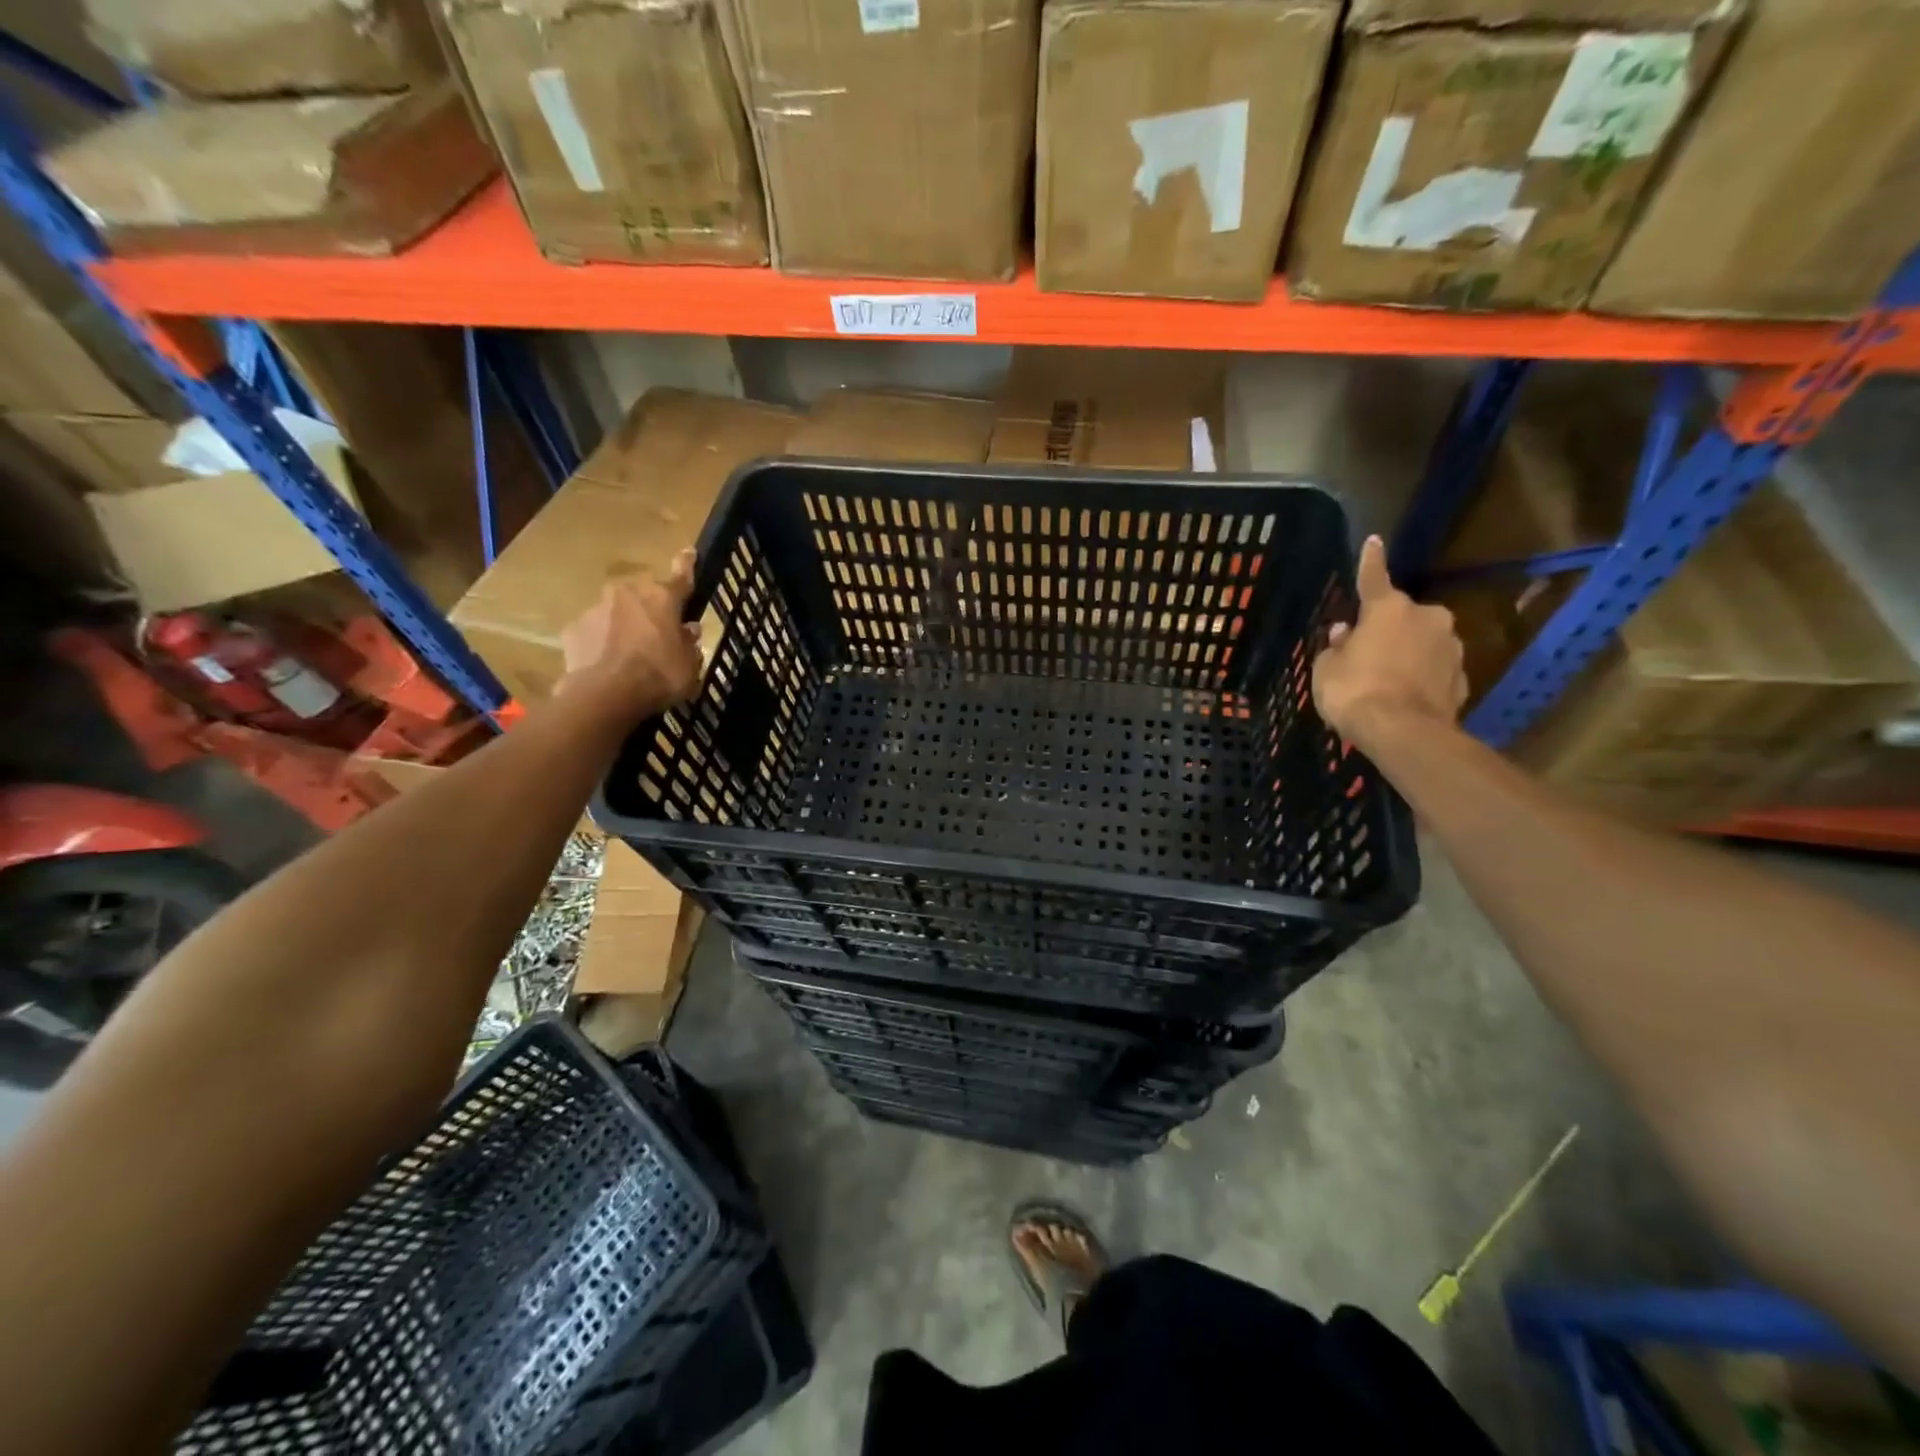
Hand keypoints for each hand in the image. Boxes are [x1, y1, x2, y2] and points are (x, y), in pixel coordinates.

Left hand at [559, 549, 703, 717]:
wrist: (605, 695)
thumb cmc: (658, 677)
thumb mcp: (689, 666)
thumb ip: (688, 645)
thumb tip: (687, 631)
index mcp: (661, 598)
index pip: (680, 577)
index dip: (687, 565)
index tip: (688, 552)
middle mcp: (627, 594)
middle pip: (643, 596)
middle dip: (650, 610)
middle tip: (657, 635)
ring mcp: (595, 609)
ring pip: (615, 613)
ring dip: (623, 627)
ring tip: (628, 657)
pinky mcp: (573, 629)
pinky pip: (593, 632)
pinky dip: (600, 643)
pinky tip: (605, 665)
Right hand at [1312, 535, 1466, 747]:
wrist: (1403, 733)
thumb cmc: (1354, 691)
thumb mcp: (1327, 669)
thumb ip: (1337, 647)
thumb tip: (1345, 635)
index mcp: (1388, 609)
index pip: (1374, 577)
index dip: (1370, 560)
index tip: (1374, 540)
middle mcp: (1427, 618)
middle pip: (1403, 617)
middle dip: (1388, 629)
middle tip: (1367, 651)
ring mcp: (1450, 647)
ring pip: (1423, 643)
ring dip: (1407, 654)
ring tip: (1386, 680)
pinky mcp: (1463, 678)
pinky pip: (1435, 671)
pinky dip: (1421, 678)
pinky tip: (1405, 697)